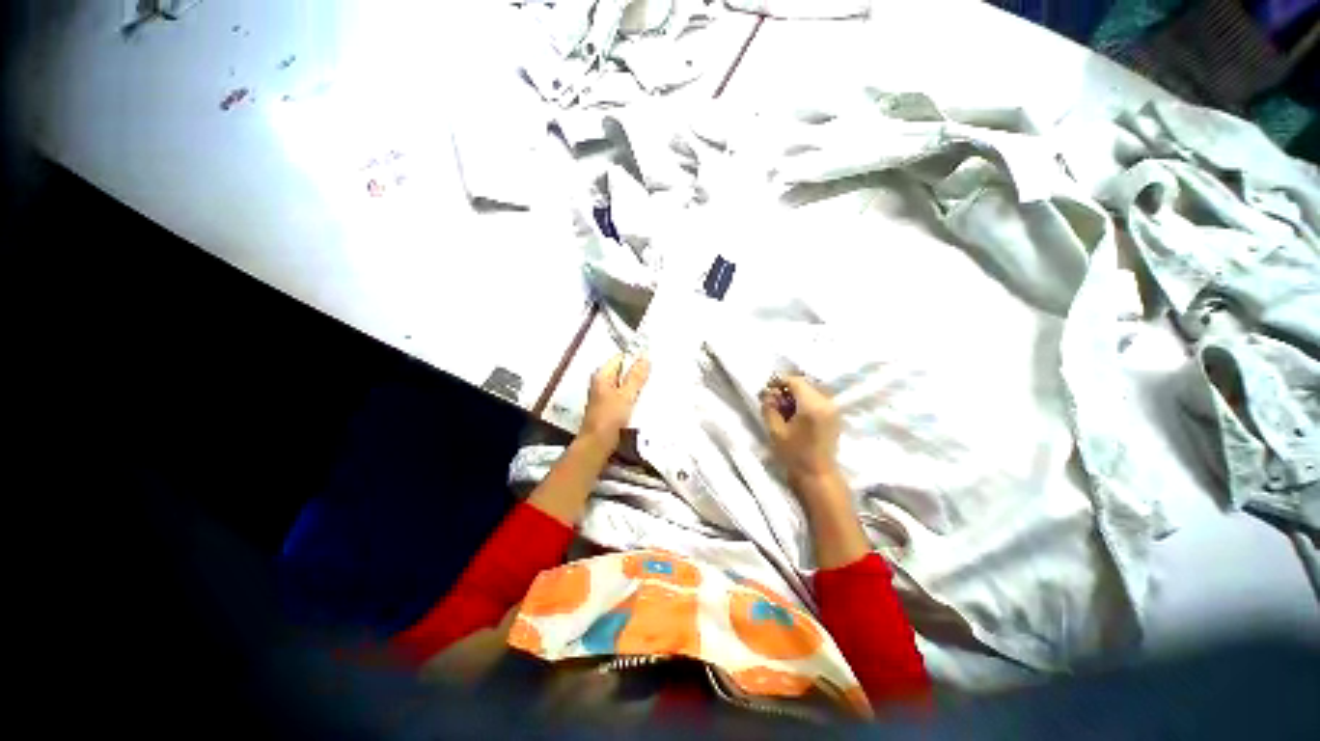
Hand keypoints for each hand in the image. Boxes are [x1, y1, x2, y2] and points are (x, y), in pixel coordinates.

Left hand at [580, 353, 650, 446]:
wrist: (597, 446)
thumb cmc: (609, 419)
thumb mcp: (625, 395)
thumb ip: (635, 377)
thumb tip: (645, 358)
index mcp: (602, 375)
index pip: (620, 358)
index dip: (635, 358)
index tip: (653, 361)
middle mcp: (602, 383)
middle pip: (623, 371)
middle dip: (639, 372)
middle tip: (657, 373)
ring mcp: (606, 396)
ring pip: (625, 385)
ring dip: (638, 386)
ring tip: (655, 385)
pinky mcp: (611, 408)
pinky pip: (625, 396)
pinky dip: (634, 397)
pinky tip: (646, 400)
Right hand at [760, 375, 841, 484]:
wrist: (817, 475)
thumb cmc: (794, 454)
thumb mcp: (775, 430)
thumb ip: (769, 407)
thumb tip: (768, 394)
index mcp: (812, 405)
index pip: (795, 381)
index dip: (779, 381)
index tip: (767, 389)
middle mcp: (826, 402)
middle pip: (805, 384)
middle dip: (787, 388)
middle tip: (773, 399)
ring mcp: (833, 409)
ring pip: (812, 390)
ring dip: (796, 394)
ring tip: (784, 407)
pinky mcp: (834, 416)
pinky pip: (818, 399)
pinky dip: (805, 400)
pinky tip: (795, 413)